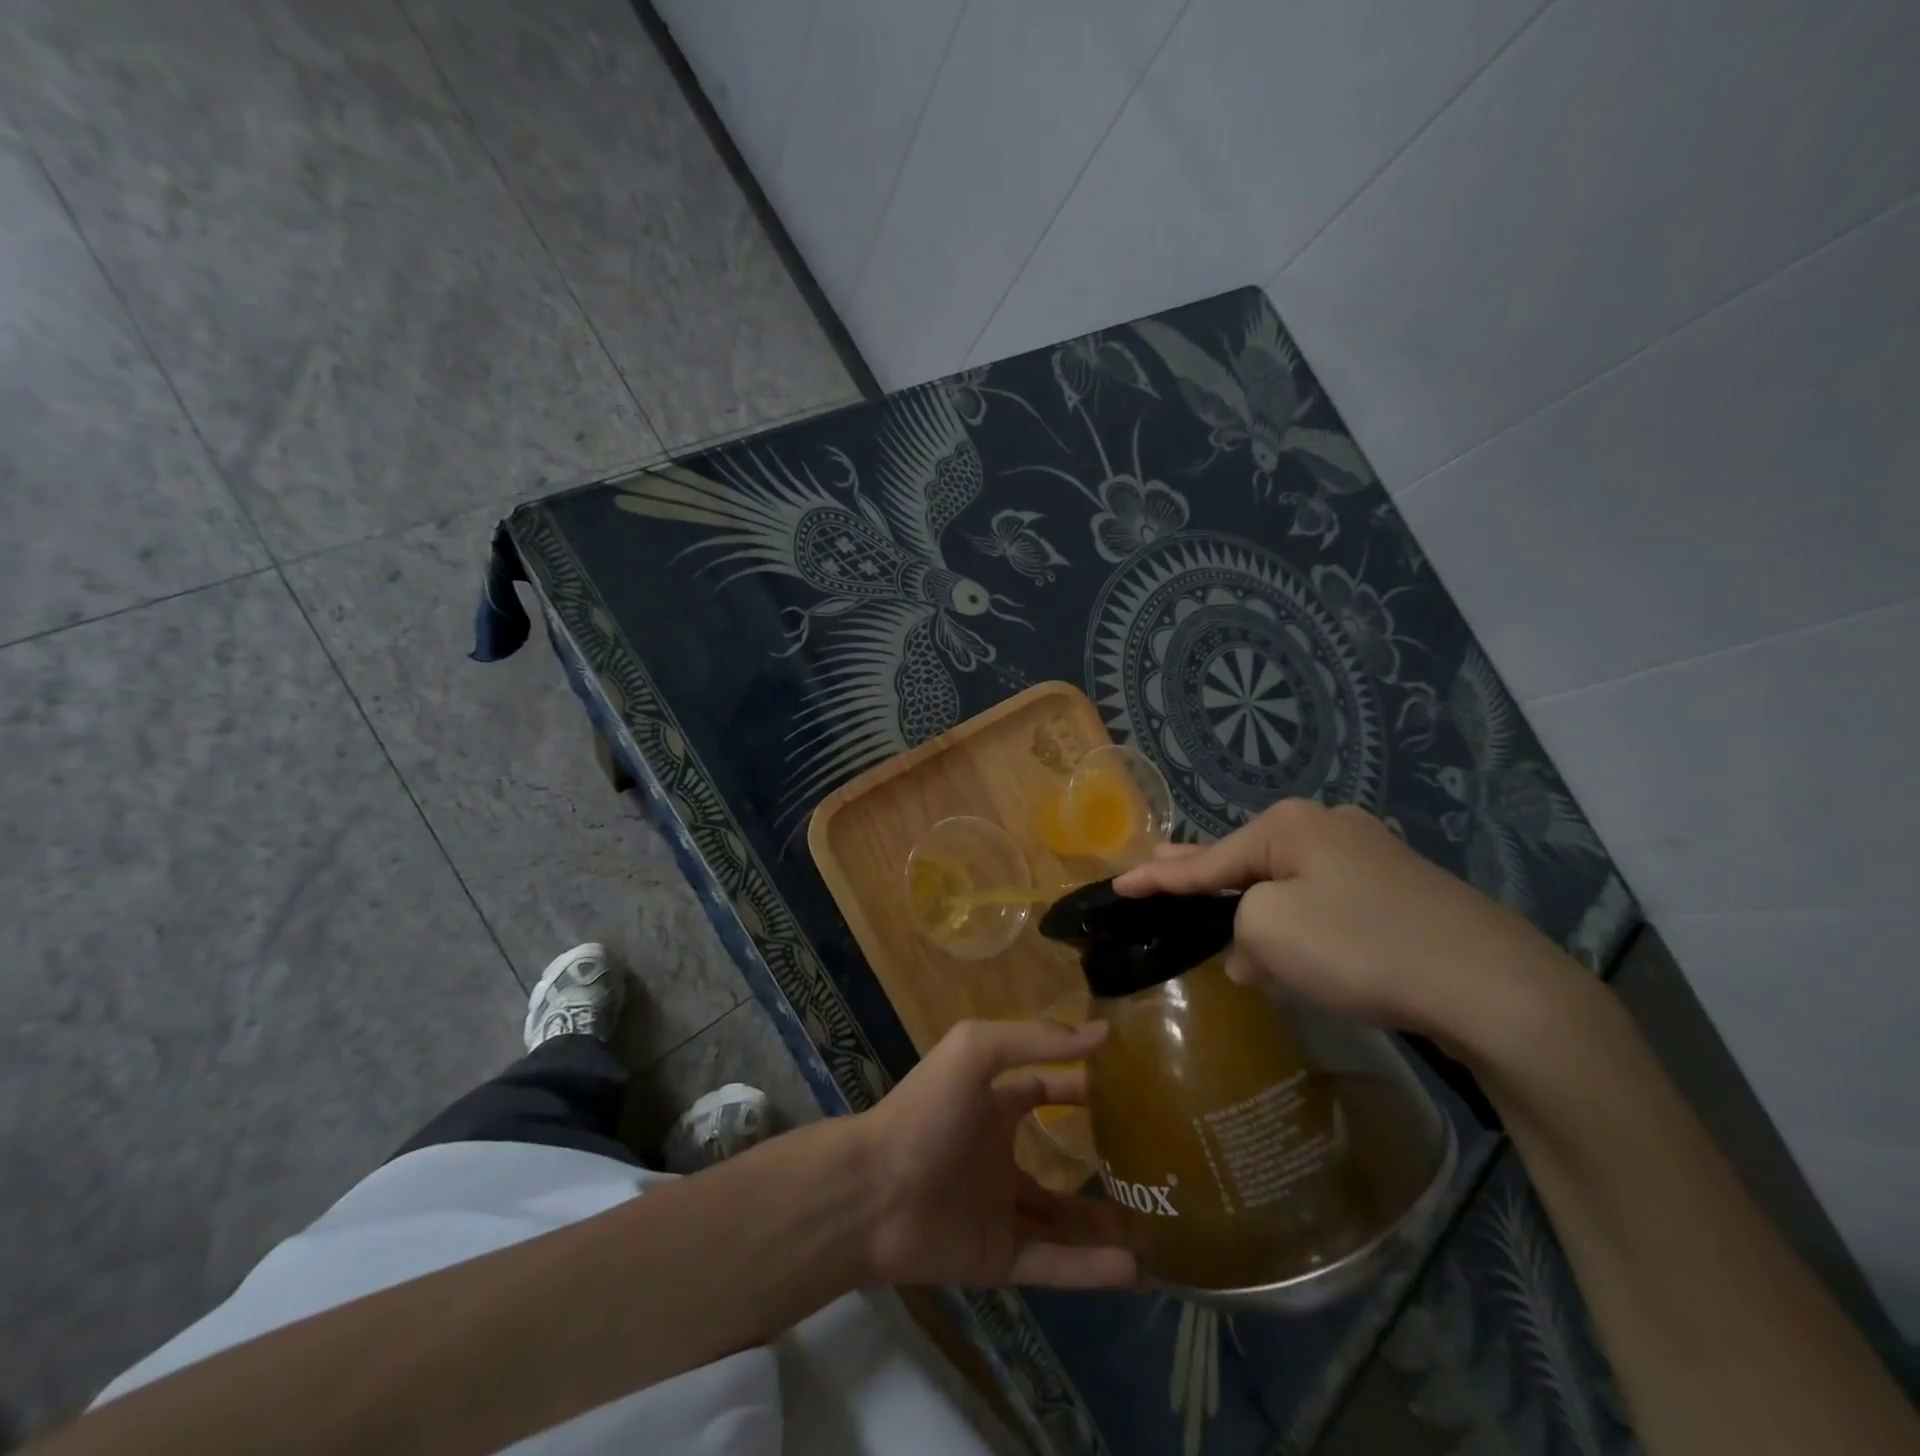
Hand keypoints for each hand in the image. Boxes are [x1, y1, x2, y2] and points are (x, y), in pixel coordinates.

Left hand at [852, 1019, 1136, 1289]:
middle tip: (1152, 1169)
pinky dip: (1091, 1269)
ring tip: (1156, 1227)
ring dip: (1104, 1225)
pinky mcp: (997, 1258)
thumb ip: (1035, 1039)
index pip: (1043, 1090)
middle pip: (1058, 1163)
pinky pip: (1053, 1264)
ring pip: (1062, 1221)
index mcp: (992, 1105)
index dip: (1079, 1087)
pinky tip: (1133, 1268)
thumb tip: (1102, 1033)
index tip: (1125, 1088)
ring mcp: (999, 1209)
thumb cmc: (925, 1110)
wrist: (872, 1192)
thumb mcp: (975, 1051)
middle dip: (1099, 1166)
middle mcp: (998, 1155)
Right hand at [1113, 798, 1577, 1042]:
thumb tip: (1254, 949)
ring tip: (1213, 919)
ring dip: (1250, 907)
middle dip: (1199, 870)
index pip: (1207, 857)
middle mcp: (1329, 828)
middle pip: (1245, 856)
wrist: (1494, 987)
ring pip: (1287, 882)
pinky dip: (1295, 922)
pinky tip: (1285, 947)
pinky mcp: (1400, 895)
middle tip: (1156, 869)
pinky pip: (1324, 902)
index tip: (1119, 884)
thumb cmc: (1361, 946)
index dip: (1158, 876)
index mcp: (1291, 825)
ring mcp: (1371, 858)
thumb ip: (1239, 929)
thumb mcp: (1270, 929)